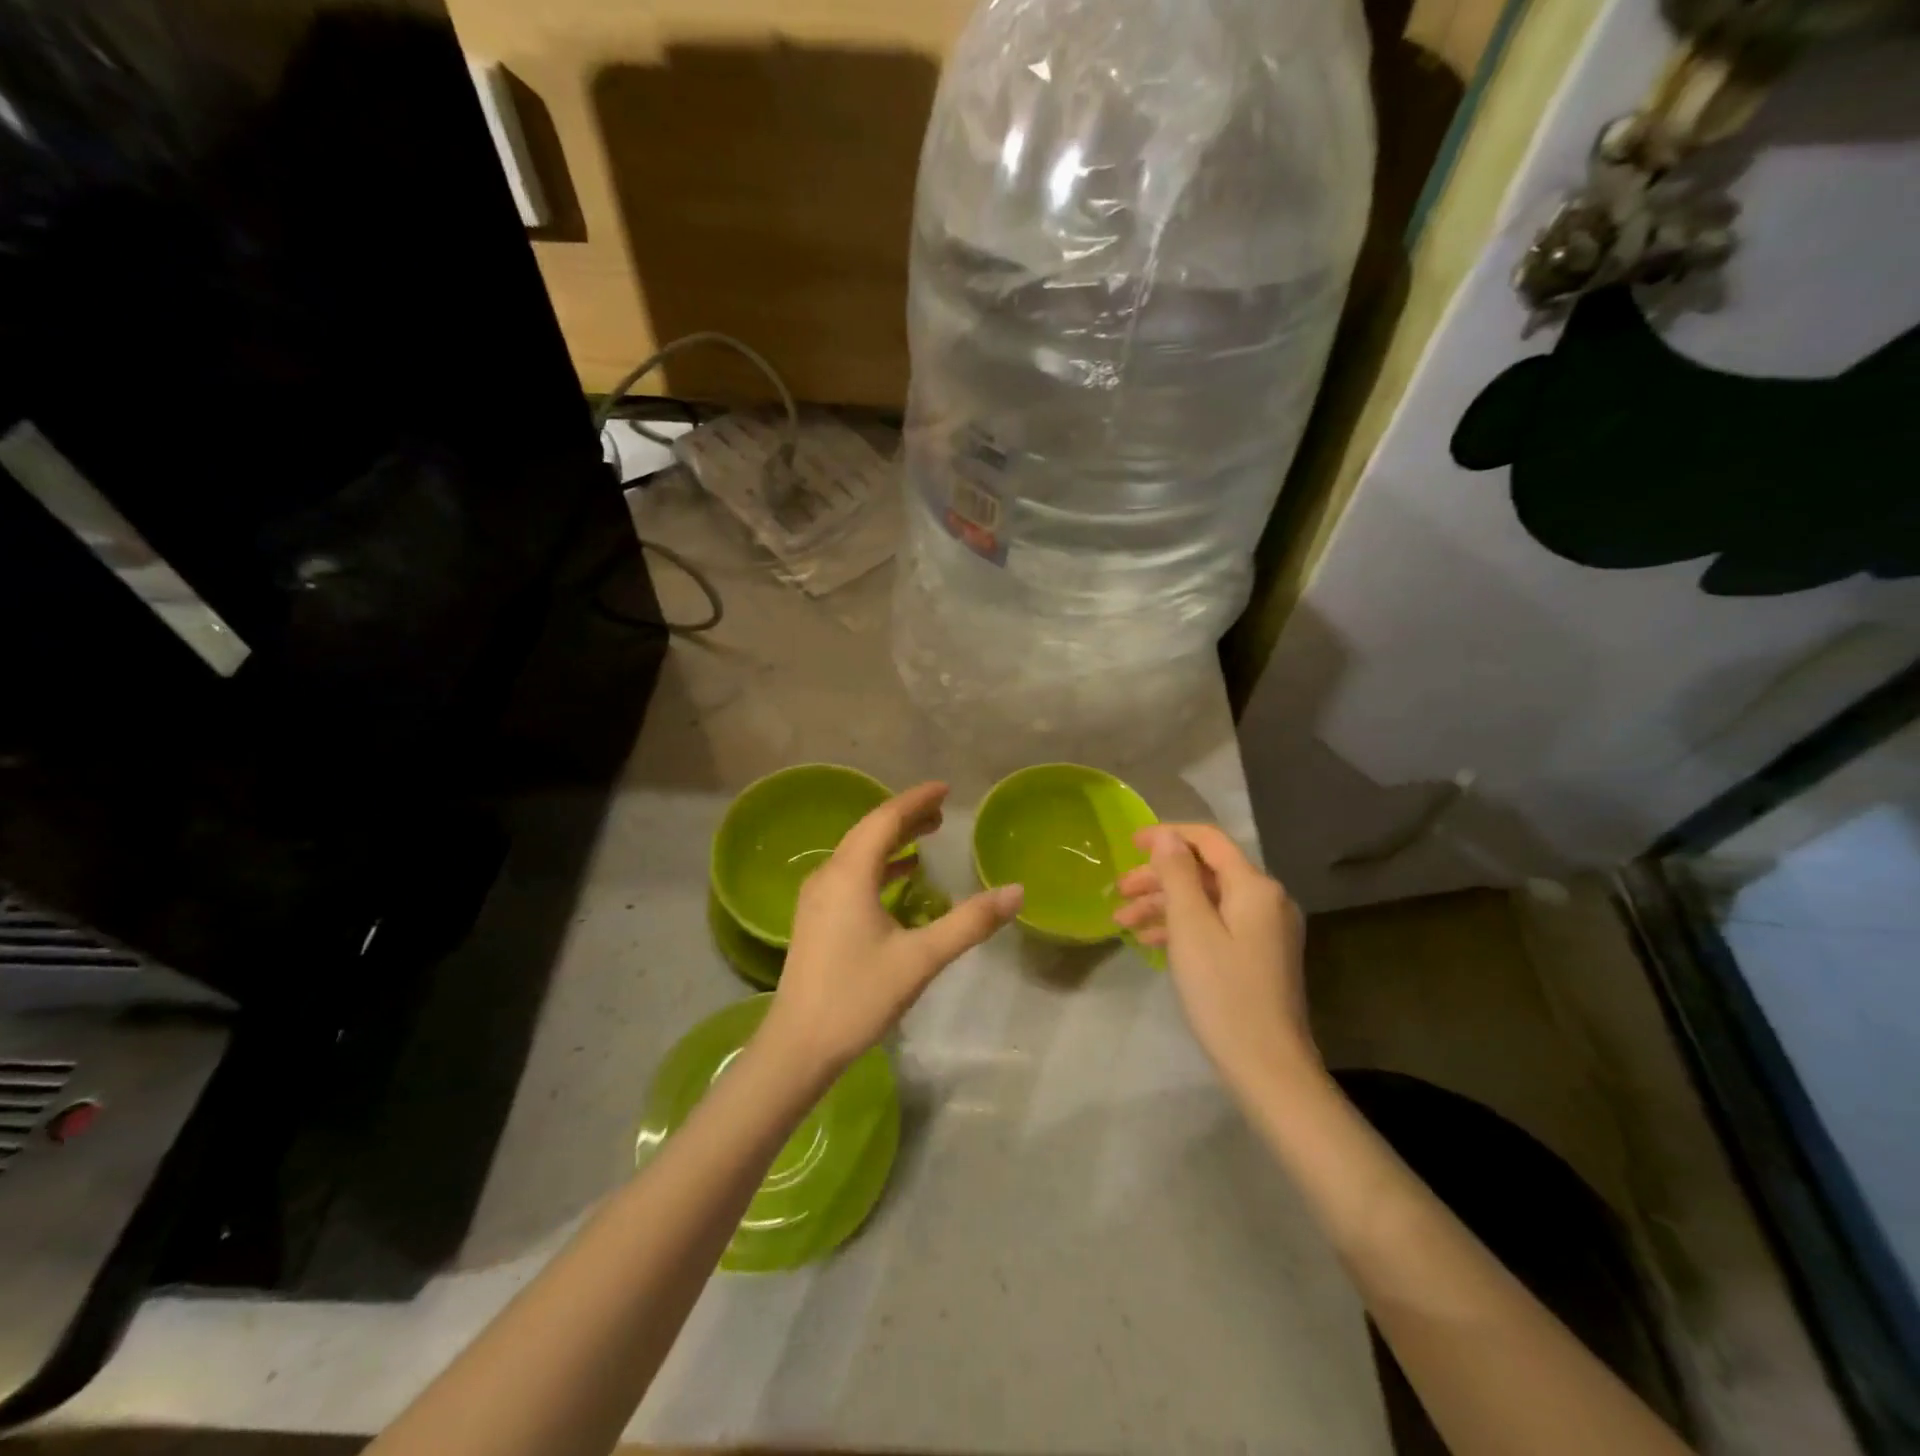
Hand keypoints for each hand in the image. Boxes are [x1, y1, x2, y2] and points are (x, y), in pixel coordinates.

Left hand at [758, 781, 1022, 1080]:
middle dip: (905, 817)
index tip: (945, 788)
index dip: (915, 800)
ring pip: (858, 852)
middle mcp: (828, 875)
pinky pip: (850, 874)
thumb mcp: (921, 958)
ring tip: (926, 836)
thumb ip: (969, 922)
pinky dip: (878, 866)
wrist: (798, 1046)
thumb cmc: (858, 996)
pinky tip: (900, 878)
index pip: (885, 820)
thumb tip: (1016, 891)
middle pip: (869, 831)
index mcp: (849, 874)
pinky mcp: (816, 918)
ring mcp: (817, 897)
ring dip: (891, 841)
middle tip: (942, 812)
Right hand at [1113, 825, 1315, 1089]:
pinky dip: (1182, 927)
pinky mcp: (1258, 954)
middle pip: (1204, 871)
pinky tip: (1149, 941)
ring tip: (1123, 920)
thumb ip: (1177, 875)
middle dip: (1158, 877)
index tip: (1129, 843)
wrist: (1267, 1066)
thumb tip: (1167, 836)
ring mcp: (1264, 929)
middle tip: (1118, 891)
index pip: (1208, 840)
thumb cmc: (1223, 992)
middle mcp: (1266, 899)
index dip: (1167, 836)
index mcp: (1254, 886)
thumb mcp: (1191, 927)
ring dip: (1164, 904)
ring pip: (1206, 900)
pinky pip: (1215, 924)